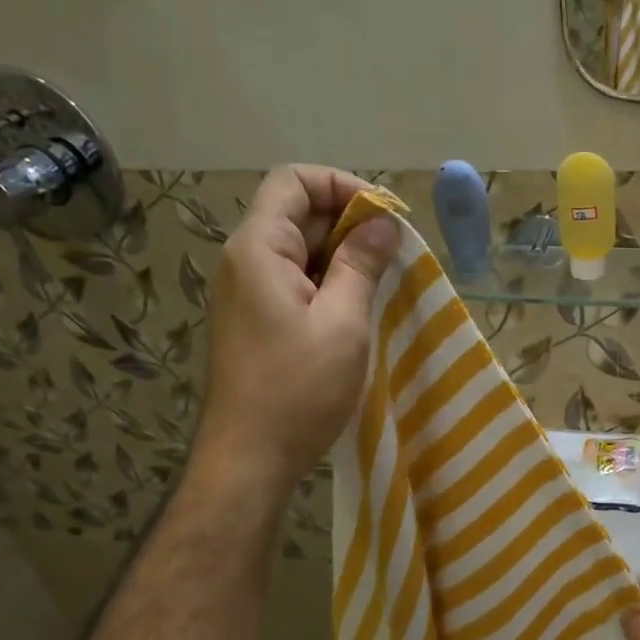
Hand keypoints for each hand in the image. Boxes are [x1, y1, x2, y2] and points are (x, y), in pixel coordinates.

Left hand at [195, 165, 398, 494]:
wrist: (250, 458)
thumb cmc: (299, 388)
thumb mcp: (342, 322)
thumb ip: (361, 264)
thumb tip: (381, 223)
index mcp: (258, 249)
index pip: (294, 181)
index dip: (342, 186)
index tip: (385, 217)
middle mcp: (244, 261)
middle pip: (296, 214)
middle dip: (349, 224)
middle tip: (395, 256)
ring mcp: (246, 294)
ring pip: (298, 252)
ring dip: (342, 258)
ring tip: (383, 284)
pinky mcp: (254, 322)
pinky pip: (293, 283)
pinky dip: (327, 284)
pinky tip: (357, 310)